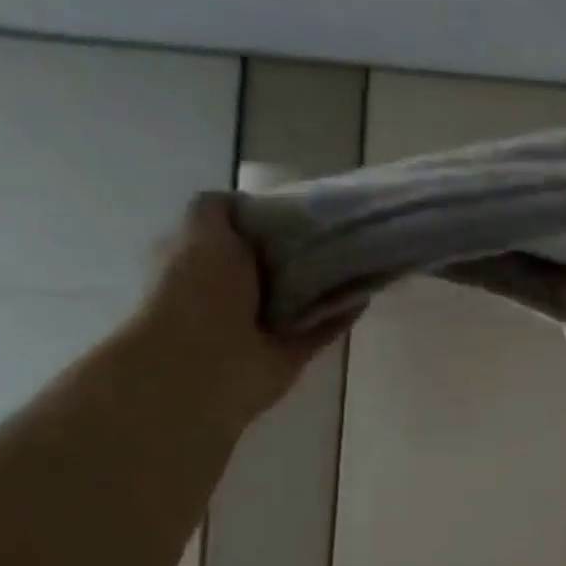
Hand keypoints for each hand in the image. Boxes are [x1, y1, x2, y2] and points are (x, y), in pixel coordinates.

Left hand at [134, 193, 354, 428]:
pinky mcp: (291, 352)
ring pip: (302, 298)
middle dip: (305, 250)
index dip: (269, 218)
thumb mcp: (201, 231)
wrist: (206, 365)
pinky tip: (366, 294)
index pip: (240, 233)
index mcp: (203, 261)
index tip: (303, 207)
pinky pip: (322, 329)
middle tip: (341, 231)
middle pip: (276, 265)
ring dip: (327, 283)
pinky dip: (342, 314)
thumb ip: (219, 210)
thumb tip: (245, 201)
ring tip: (363, 258)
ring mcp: (262, 325)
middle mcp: (232, 292)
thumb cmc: (198, 292)